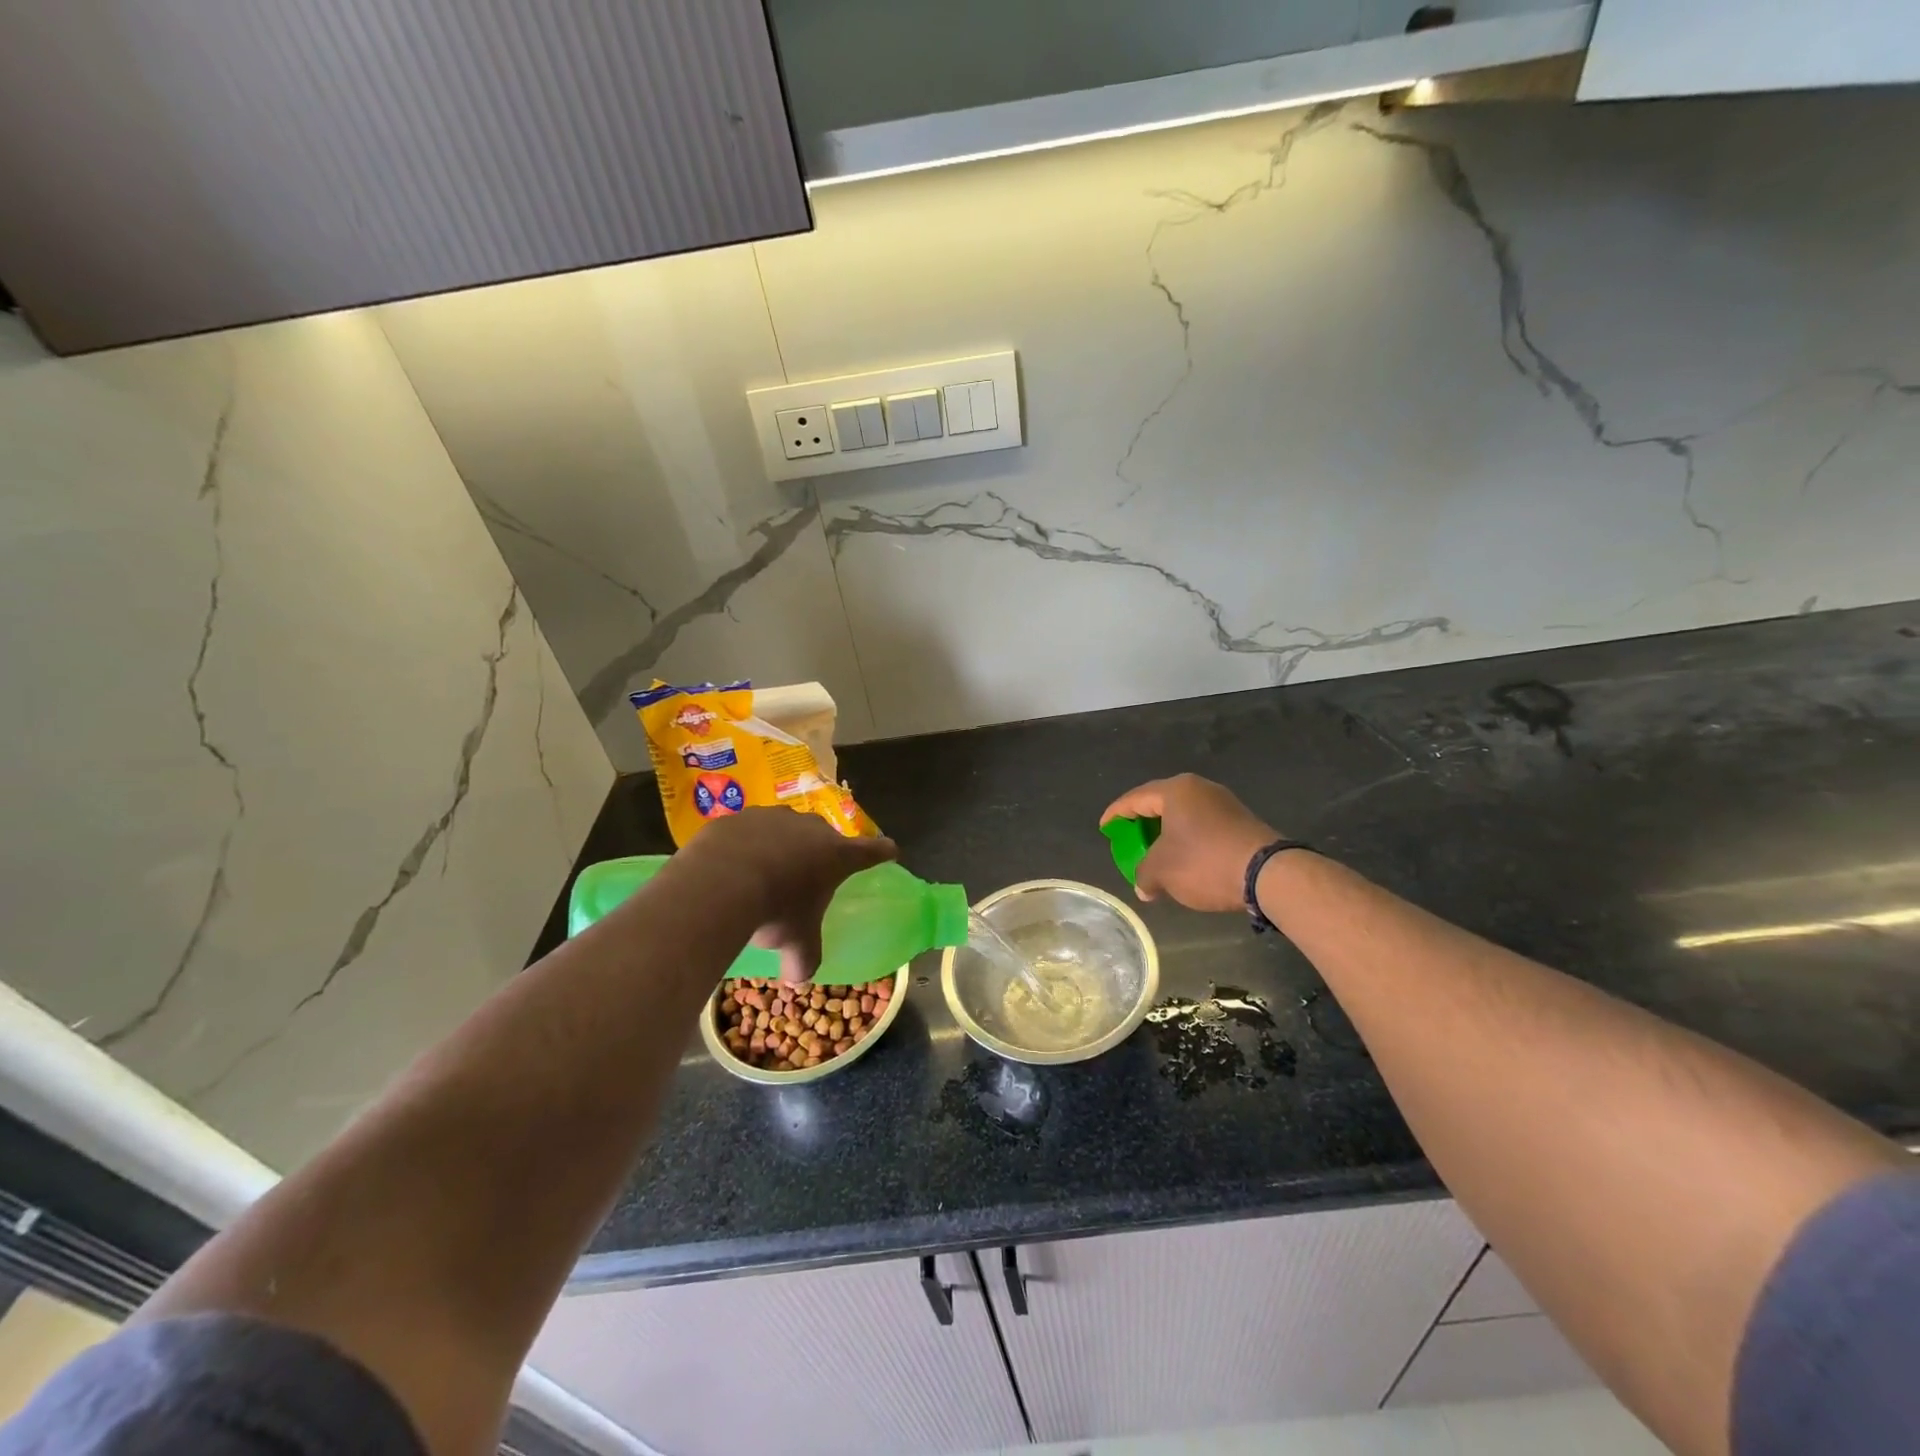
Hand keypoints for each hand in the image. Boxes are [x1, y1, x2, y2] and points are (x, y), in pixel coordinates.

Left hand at [679, 809, 898, 980]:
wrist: (719, 881)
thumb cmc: (776, 910)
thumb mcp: (796, 943)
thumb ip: (804, 960)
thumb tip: (799, 979)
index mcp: (836, 855)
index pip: (871, 851)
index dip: (882, 852)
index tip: (890, 851)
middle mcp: (810, 828)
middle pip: (823, 838)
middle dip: (817, 854)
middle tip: (805, 879)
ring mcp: (773, 816)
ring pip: (783, 830)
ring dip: (778, 847)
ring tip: (761, 874)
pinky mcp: (739, 816)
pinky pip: (747, 832)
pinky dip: (744, 846)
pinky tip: (730, 868)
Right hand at [1100, 774, 1276, 911]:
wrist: (1268, 874)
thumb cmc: (1204, 862)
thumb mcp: (1162, 871)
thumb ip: (1144, 875)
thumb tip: (1144, 887)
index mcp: (1176, 790)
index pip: (1135, 798)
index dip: (1116, 814)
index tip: (1104, 828)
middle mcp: (1200, 789)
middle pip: (1161, 803)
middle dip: (1142, 823)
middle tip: (1128, 839)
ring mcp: (1224, 804)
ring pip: (1184, 816)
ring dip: (1167, 835)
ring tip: (1155, 853)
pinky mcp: (1241, 822)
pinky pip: (1202, 826)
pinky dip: (1187, 840)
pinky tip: (1184, 860)